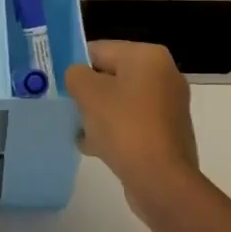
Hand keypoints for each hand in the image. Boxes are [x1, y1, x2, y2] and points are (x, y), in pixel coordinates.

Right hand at [64, 40, 199, 217]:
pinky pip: (133, 122)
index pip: (100, 50)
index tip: (61, 85)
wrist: (162, 181)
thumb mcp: (88, 93)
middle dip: (89, 93)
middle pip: (112, 76)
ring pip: (121, 101)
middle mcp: (164, 74)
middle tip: (70, 109)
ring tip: (80, 133)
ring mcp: (169, 105)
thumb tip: (79, 77)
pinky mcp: (168, 132)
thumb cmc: (124, 127)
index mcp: (148, 56)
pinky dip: (116, 131)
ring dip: (99, 114)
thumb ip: (76, 75)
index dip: (76, 66)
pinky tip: (95, 148)